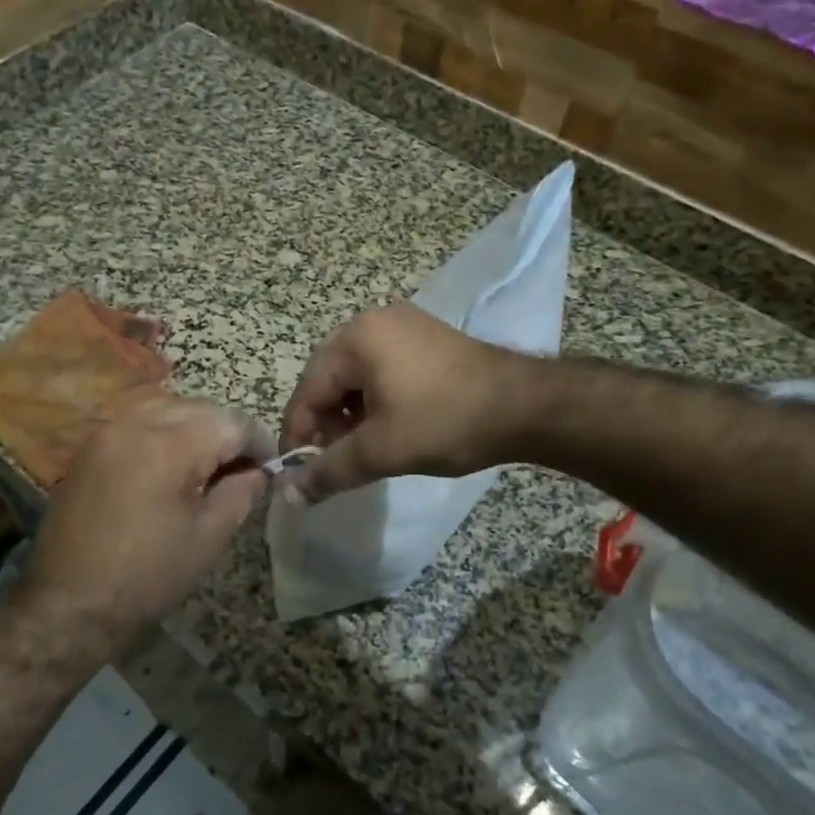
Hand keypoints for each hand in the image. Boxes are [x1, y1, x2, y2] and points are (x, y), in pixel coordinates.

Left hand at [21, 398, 273, 649]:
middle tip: (243, 467)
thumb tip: (259, 471)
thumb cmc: (147, 577)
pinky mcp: (90, 446)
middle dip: (227, 432)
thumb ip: (241, 493)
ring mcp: (108, 431)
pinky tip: (171, 464)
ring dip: (195, 427)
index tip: (271, 466)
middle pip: (200, 408)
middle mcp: (136, 424)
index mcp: (169, 446)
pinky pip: (139, 420)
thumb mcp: (208, 538)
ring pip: (168, 407)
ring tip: (207, 464)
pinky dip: (164, 431)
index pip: (231, 422)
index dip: (258, 441)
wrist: (68, 604)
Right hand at [279, 304, 534, 503]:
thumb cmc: (445, 422)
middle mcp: (374, 321)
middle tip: (332, 461)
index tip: (297, 473)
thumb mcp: (381, 451)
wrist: (526, 406)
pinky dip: (375, 400)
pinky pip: (382, 369)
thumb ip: (329, 471)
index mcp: (356, 338)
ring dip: (350, 414)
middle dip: (325, 424)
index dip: (298, 435)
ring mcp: (404, 325)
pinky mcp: (427, 338)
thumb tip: (288, 494)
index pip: (307, 390)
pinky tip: (387, 427)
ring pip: (356, 376)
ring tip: (362, 448)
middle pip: (329, 379)